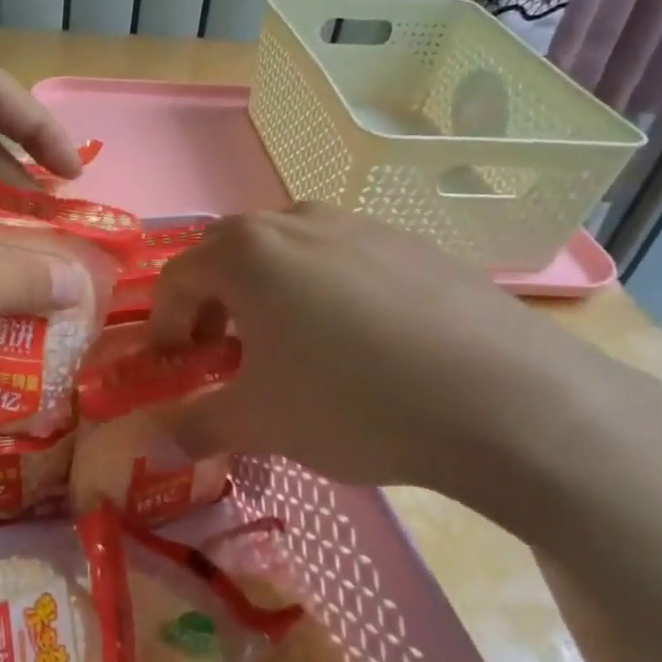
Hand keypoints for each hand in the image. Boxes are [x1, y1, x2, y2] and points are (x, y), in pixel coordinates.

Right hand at [148, 204, 642, 512]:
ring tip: (287, 346)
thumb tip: (160, 441)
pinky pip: (342, 259)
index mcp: (246, 252)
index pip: (177, 277)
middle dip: (211, 300)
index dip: (163, 324)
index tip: (173, 366)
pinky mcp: (411, 245)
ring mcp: (359, 226)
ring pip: (288, 250)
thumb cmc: (350, 401)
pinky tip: (355, 344)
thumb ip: (197, 426)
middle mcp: (296, 220)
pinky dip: (322, 291)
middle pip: (228, 252)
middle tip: (221, 351)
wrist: (501, 398)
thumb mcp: (259, 423)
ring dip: (267, 292)